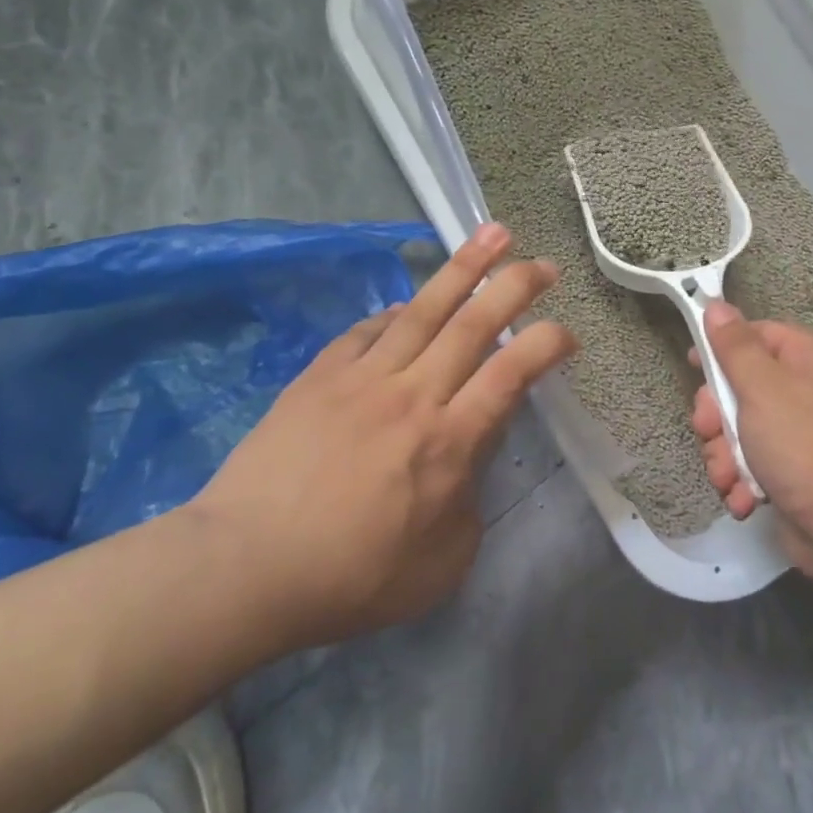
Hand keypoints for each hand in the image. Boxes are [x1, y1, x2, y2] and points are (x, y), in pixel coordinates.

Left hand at [189, 223, 575, 650]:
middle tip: (543, 263)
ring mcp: (363, 378)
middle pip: (473, 325)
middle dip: (515, 286)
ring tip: (492, 234)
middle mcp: (413, 395)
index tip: (567, 334)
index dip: (545, 345)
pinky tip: (409, 304)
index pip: (510, 374)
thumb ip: (469, 506)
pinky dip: (396, 311)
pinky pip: (369, 330)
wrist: (246, 567)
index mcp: (449, 442)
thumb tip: (469, 466)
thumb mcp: (440, 564)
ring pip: (424, 309)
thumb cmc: (351, 577)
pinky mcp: (320, 376)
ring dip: (464, 268)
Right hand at [689, 301, 812, 583]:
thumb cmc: (804, 443)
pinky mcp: (797, 472)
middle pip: (742, 386)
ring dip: (725, 455)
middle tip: (709, 433)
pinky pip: (755, 463)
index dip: (721, 349)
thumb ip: (734, 346)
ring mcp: (804, 434)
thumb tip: (717, 304)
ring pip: (741, 430)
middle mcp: (811, 389)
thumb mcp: (761, 386)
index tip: (693, 366)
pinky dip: (744, 480)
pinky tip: (745, 498)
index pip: (757, 335)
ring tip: (730, 477)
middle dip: (718, 417)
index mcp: (812, 357)